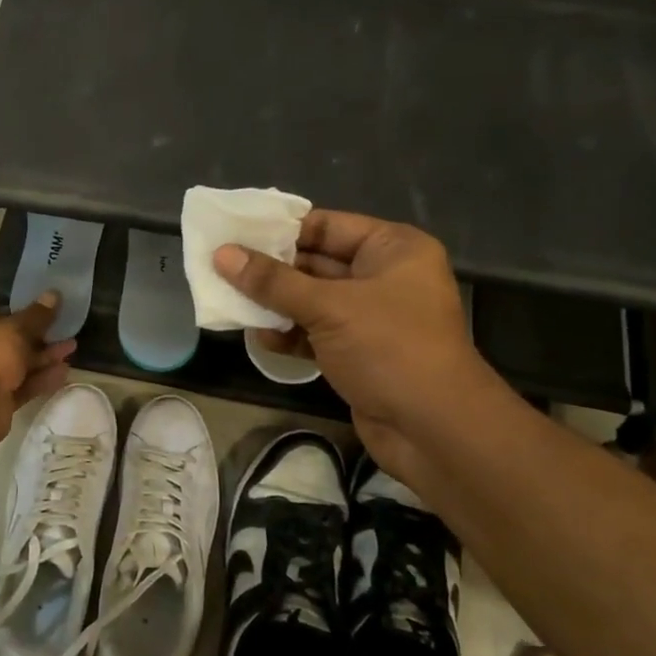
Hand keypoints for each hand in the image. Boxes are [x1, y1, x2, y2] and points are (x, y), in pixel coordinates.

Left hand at [0, 294, 75, 440]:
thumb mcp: (15, 329)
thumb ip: (37, 315)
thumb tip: (54, 293)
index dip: (23, 314)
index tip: (47, 312)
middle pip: (10, 343)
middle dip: (39, 338)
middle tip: (65, 331)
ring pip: (19, 366)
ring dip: (44, 358)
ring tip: (71, 348)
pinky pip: (23, 386)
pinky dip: (41, 379)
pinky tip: (64, 372)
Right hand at [213, 211, 494, 476]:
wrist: (434, 429)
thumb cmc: (389, 348)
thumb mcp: (328, 307)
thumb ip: (272, 281)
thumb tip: (222, 254)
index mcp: (392, 249)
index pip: (326, 225)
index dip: (280, 229)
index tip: (234, 233)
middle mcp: (383, 276)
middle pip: (314, 262)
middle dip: (270, 269)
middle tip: (221, 266)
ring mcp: (370, 317)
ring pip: (310, 300)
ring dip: (274, 304)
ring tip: (230, 301)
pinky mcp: (357, 352)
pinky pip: (314, 331)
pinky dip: (288, 333)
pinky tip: (259, 337)